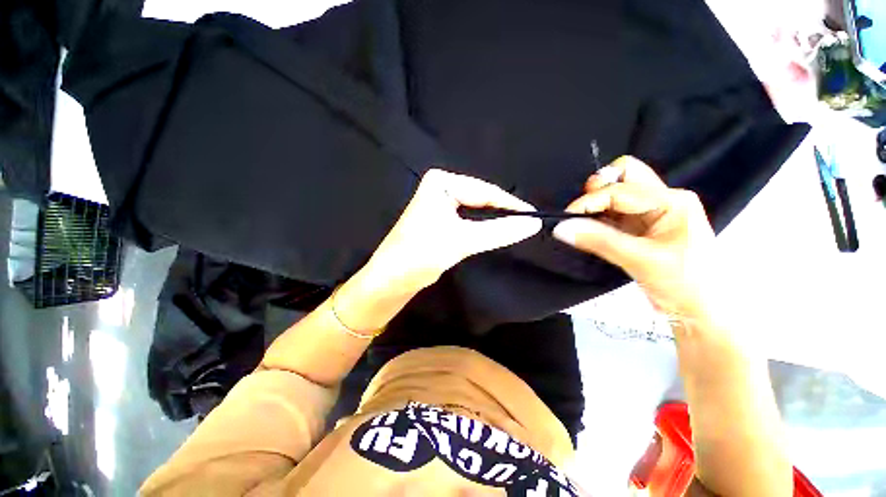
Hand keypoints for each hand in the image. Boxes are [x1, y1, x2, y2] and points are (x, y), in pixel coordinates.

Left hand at [362, 169, 541, 291]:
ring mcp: (440, 203)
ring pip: (475, 211)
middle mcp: (440, 188)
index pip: (484, 190)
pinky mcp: (440, 219)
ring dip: (493, 221)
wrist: (392, 278)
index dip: (510, 204)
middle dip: (502, 213)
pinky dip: (482, 227)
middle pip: (480, 199)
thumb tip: (533, 224)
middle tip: (527, 225)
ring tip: (516, 229)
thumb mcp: (463, 240)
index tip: (534, 217)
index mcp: (441, 182)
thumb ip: (499, 231)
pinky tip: (495, 232)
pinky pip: (468, 220)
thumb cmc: (422, 253)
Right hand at [552, 156, 717, 320]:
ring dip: (596, 205)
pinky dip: (597, 219)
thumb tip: (561, 228)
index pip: (621, 189)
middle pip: (625, 176)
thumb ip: (599, 241)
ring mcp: (651, 213)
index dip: (589, 201)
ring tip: (582, 224)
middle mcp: (662, 200)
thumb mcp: (640, 260)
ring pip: (616, 193)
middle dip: (598, 189)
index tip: (565, 218)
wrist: (701, 311)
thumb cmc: (684, 283)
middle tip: (580, 211)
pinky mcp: (640, 227)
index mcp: (671, 201)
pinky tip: (589, 231)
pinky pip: (612, 213)